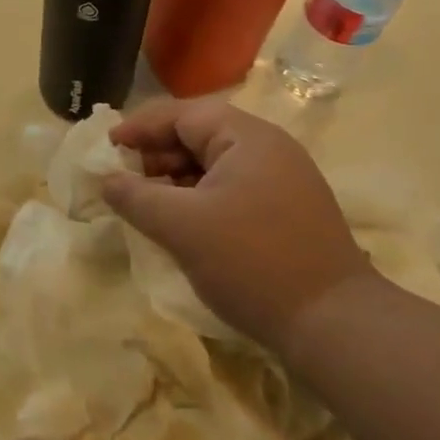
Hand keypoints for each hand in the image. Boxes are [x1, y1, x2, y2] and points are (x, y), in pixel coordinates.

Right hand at [102, 99, 373, 353]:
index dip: (139, 128)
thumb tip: (106, 180)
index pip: (181, 114)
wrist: (333, 324)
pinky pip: (233, 189)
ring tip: (148, 205)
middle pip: (199, 135)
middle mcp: (269, 148)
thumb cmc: (251, 261)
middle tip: (124, 181)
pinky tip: (183, 224)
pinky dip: (201, 198)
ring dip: (177, 179)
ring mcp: (283, 179)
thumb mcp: (181, 226)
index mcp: (246, 137)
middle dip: (157, 155)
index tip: (106, 148)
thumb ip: (136, 197)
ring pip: (215, 165)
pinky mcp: (288, 210)